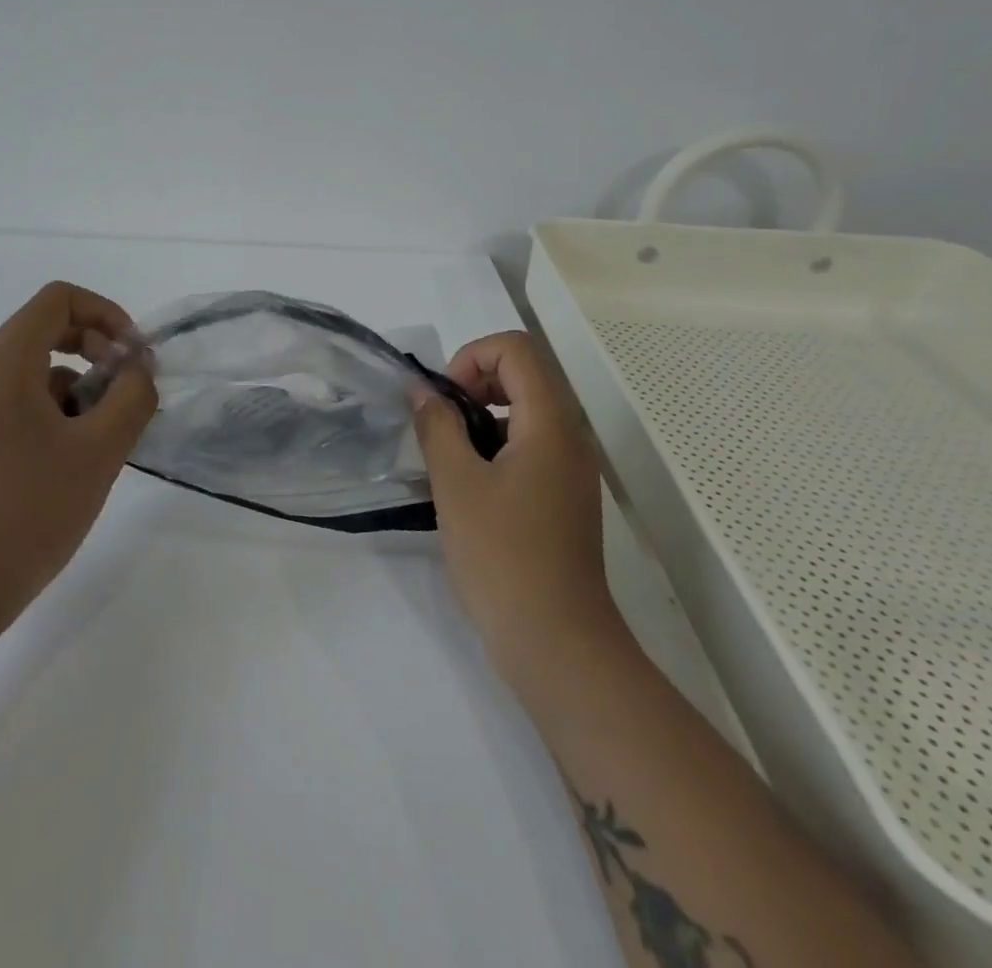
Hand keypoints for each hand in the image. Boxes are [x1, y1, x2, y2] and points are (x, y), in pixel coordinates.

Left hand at [0, 282, 156, 624]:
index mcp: (8, 365)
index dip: (105, 312)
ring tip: (108, 437)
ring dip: (84, 387)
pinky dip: (63, 414)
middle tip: (127, 387)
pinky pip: (28, 404)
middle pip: (48, 329)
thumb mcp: (100, 449)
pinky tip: (82, 460)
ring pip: (41, 371)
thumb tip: (140, 368)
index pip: (57, 299)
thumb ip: (132, 397)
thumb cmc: (31, 508)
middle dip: (98, 347)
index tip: (133, 355)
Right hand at [412, 330, 618, 676]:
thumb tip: (421, 390)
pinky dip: (493, 447)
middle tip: (440, 423)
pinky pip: (528, 447)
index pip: (516, 348)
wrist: (557, 644)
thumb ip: (436, 426)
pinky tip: (465, 488)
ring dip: (480, 418)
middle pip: (523, 374)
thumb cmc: (503, 556)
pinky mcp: (562, 498)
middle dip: (473, 384)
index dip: (472, 358)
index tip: (444, 400)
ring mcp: (569, 469)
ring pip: (524, 411)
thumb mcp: (456, 484)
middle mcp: (569, 436)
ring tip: (446, 458)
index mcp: (550, 422)